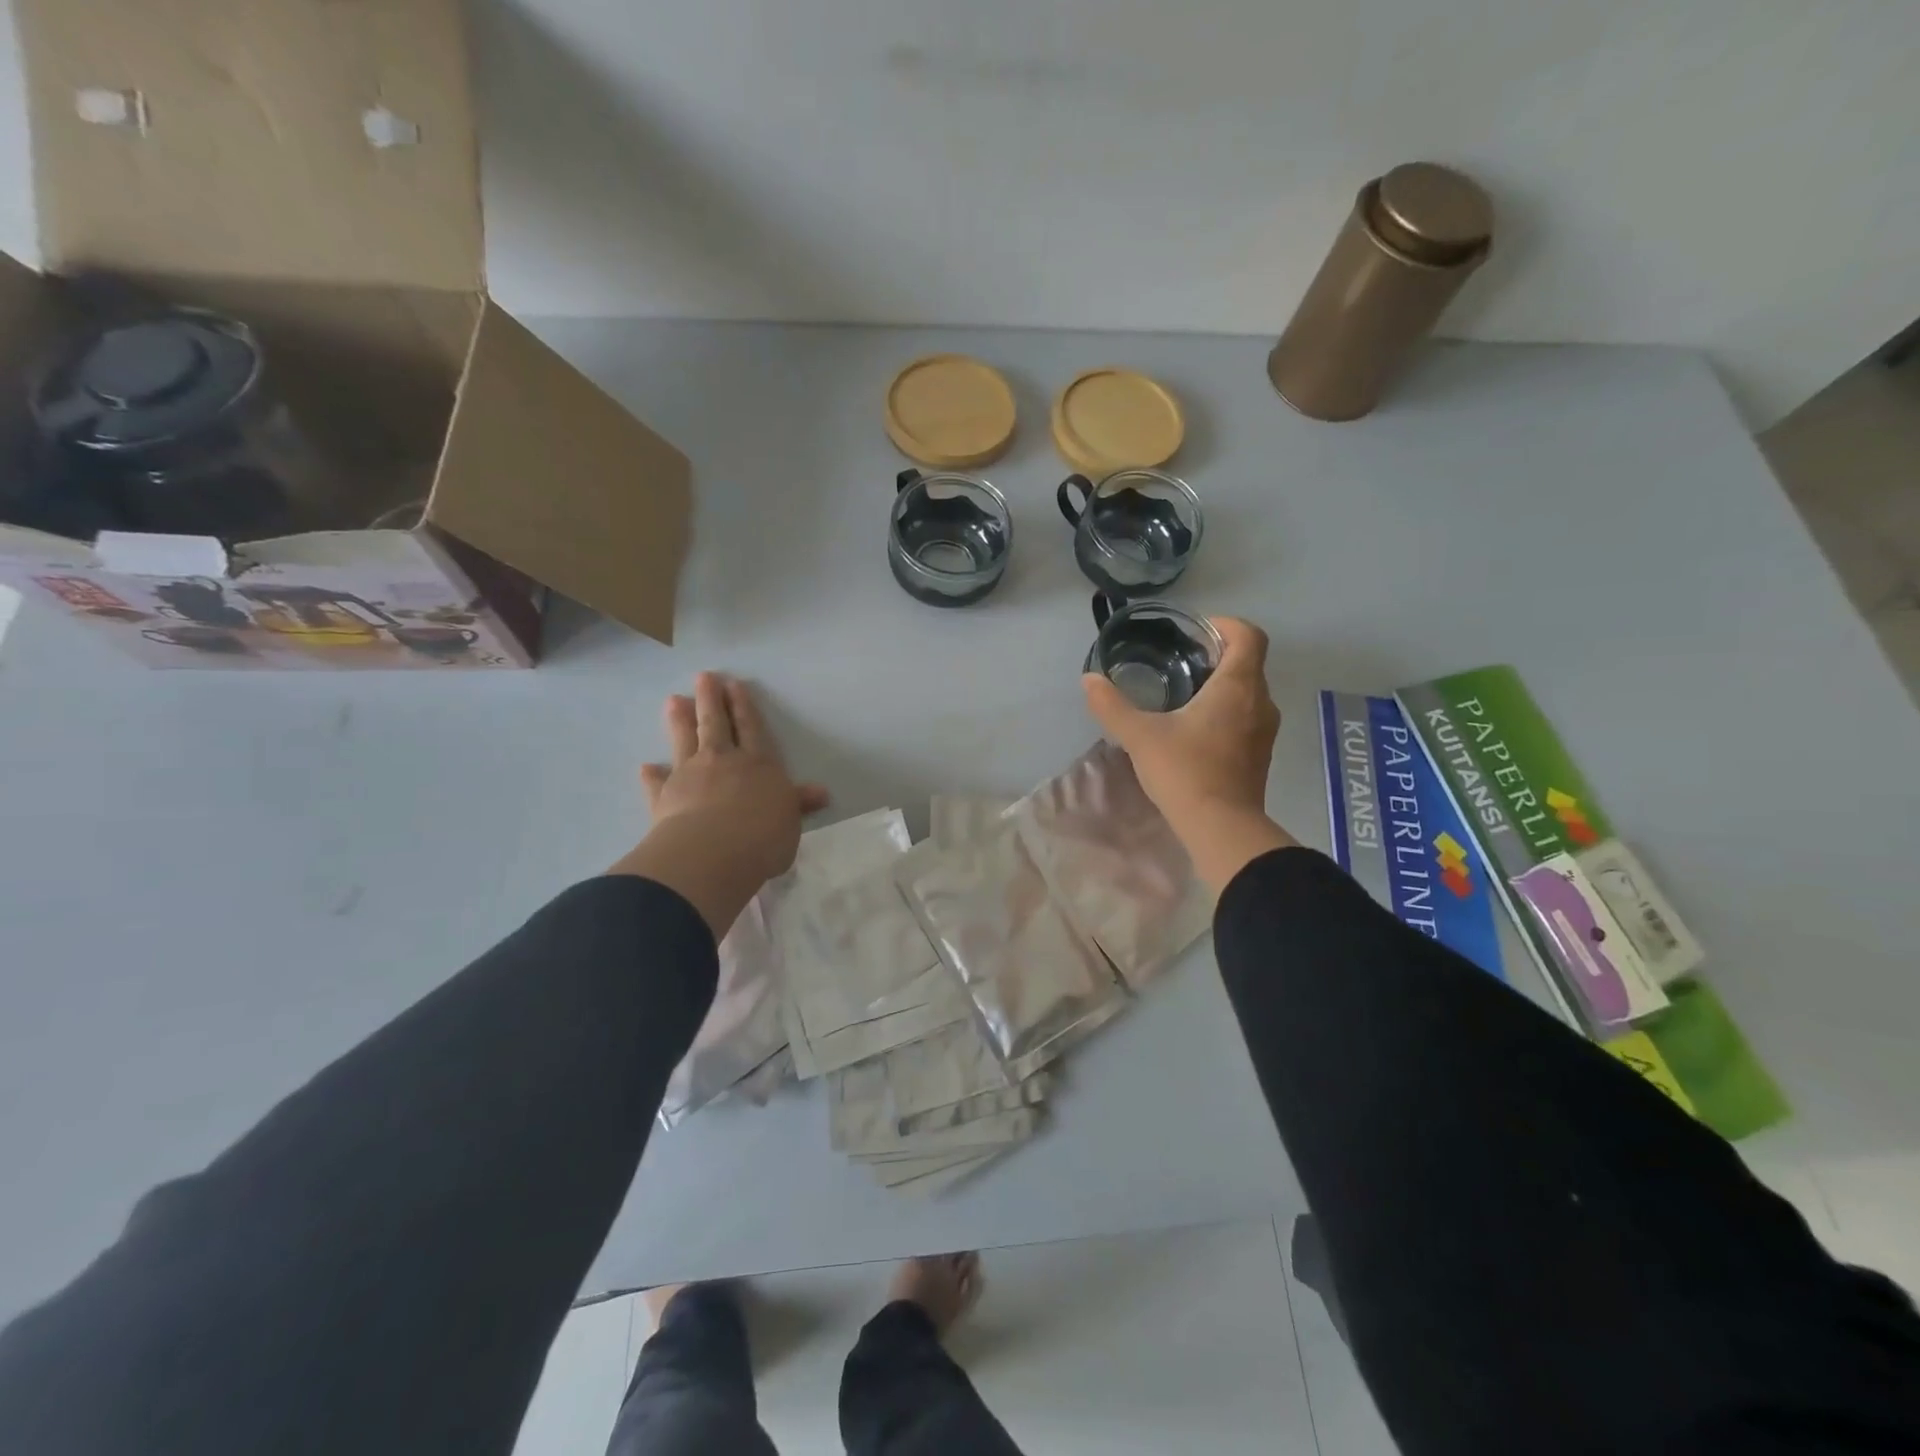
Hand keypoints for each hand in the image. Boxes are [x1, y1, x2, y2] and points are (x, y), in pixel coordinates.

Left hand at [612, 673, 827, 934]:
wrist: (713, 853)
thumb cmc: (763, 837)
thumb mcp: (790, 820)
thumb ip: (797, 803)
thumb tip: (820, 793)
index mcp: (759, 764)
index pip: (751, 729)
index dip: (744, 707)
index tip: (734, 685)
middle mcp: (723, 762)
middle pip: (716, 724)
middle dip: (710, 700)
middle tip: (703, 677)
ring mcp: (690, 776)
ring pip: (685, 741)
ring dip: (680, 721)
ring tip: (674, 700)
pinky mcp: (665, 797)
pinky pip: (658, 782)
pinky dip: (652, 775)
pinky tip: (646, 767)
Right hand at [1082, 617, 1295, 887]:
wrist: (1222, 828)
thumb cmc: (1185, 771)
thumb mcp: (1139, 736)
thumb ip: (1112, 705)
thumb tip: (1089, 680)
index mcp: (1238, 686)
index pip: (1248, 635)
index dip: (1225, 625)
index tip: (1195, 634)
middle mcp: (1260, 701)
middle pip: (1248, 662)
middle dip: (1217, 655)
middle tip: (1180, 663)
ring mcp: (1265, 731)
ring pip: (1249, 692)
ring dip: (1222, 686)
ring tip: (1184, 696)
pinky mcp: (1260, 755)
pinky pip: (1247, 717)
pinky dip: (1227, 712)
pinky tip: (1195, 730)